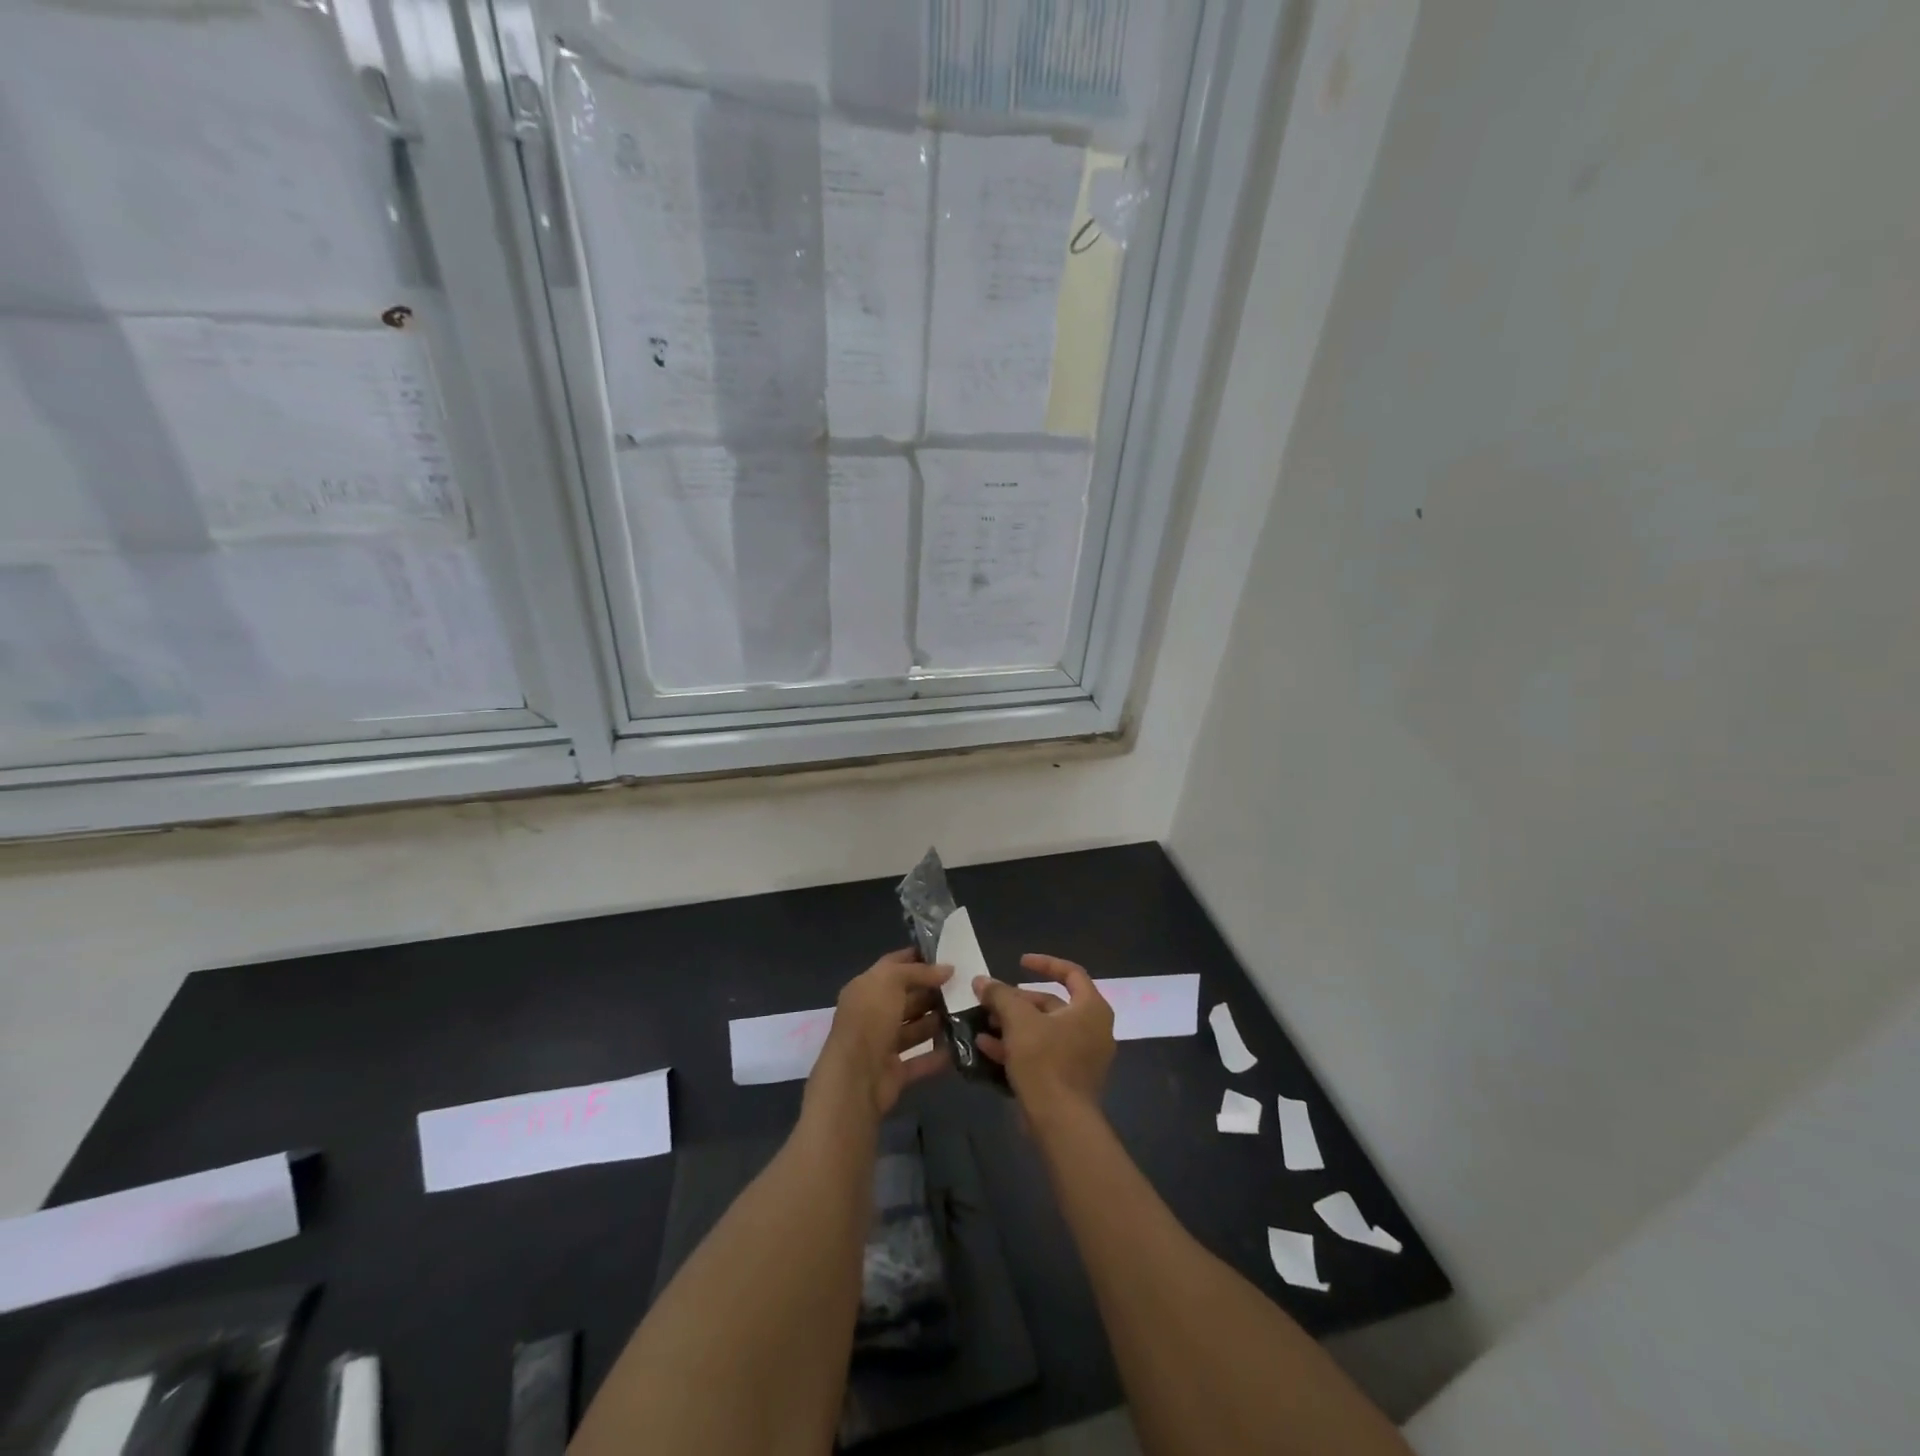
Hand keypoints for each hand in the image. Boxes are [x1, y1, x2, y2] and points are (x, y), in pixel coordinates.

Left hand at [808, 949, 950, 1118]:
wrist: (855, 1078)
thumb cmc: (870, 1019)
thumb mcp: (891, 981)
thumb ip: (919, 972)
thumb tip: (948, 969)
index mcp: (866, 989)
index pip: (893, 966)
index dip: (916, 958)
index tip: (946, 955)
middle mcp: (873, 1014)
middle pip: (906, 998)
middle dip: (932, 991)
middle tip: (964, 985)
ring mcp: (883, 1045)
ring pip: (915, 1029)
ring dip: (938, 1021)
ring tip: (968, 1011)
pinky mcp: (895, 1072)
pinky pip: (921, 1060)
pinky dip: (939, 1054)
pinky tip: (962, 1044)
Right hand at [975, 954, 1114, 1117]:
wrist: (1060, 1123)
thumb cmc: (1046, 1062)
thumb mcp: (1019, 1021)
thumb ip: (1001, 995)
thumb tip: (982, 980)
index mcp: (1091, 1009)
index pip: (1071, 973)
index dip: (1044, 963)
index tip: (1019, 962)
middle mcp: (1093, 1029)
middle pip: (1052, 1004)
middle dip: (1017, 1001)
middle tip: (991, 1000)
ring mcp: (1082, 1056)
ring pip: (1043, 1030)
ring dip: (1013, 1025)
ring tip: (984, 1022)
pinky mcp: (1069, 1079)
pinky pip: (1043, 1053)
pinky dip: (1018, 1047)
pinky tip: (987, 1047)